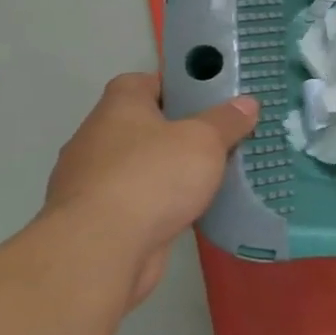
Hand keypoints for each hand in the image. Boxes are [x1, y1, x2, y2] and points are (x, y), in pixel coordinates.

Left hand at [42, 73, 258, 306]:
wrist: (100, 252)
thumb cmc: (152, 177)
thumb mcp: (205, 140)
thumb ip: (227, 120)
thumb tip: (246, 103)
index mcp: (117, 109)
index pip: (139, 83)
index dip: (172, 86)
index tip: (204, 98)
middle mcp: (95, 141)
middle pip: (139, 125)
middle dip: (175, 132)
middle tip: (216, 137)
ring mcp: (89, 184)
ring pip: (136, 166)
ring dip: (165, 171)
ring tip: (207, 176)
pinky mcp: (94, 221)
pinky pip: (133, 201)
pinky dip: (156, 204)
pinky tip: (186, 211)